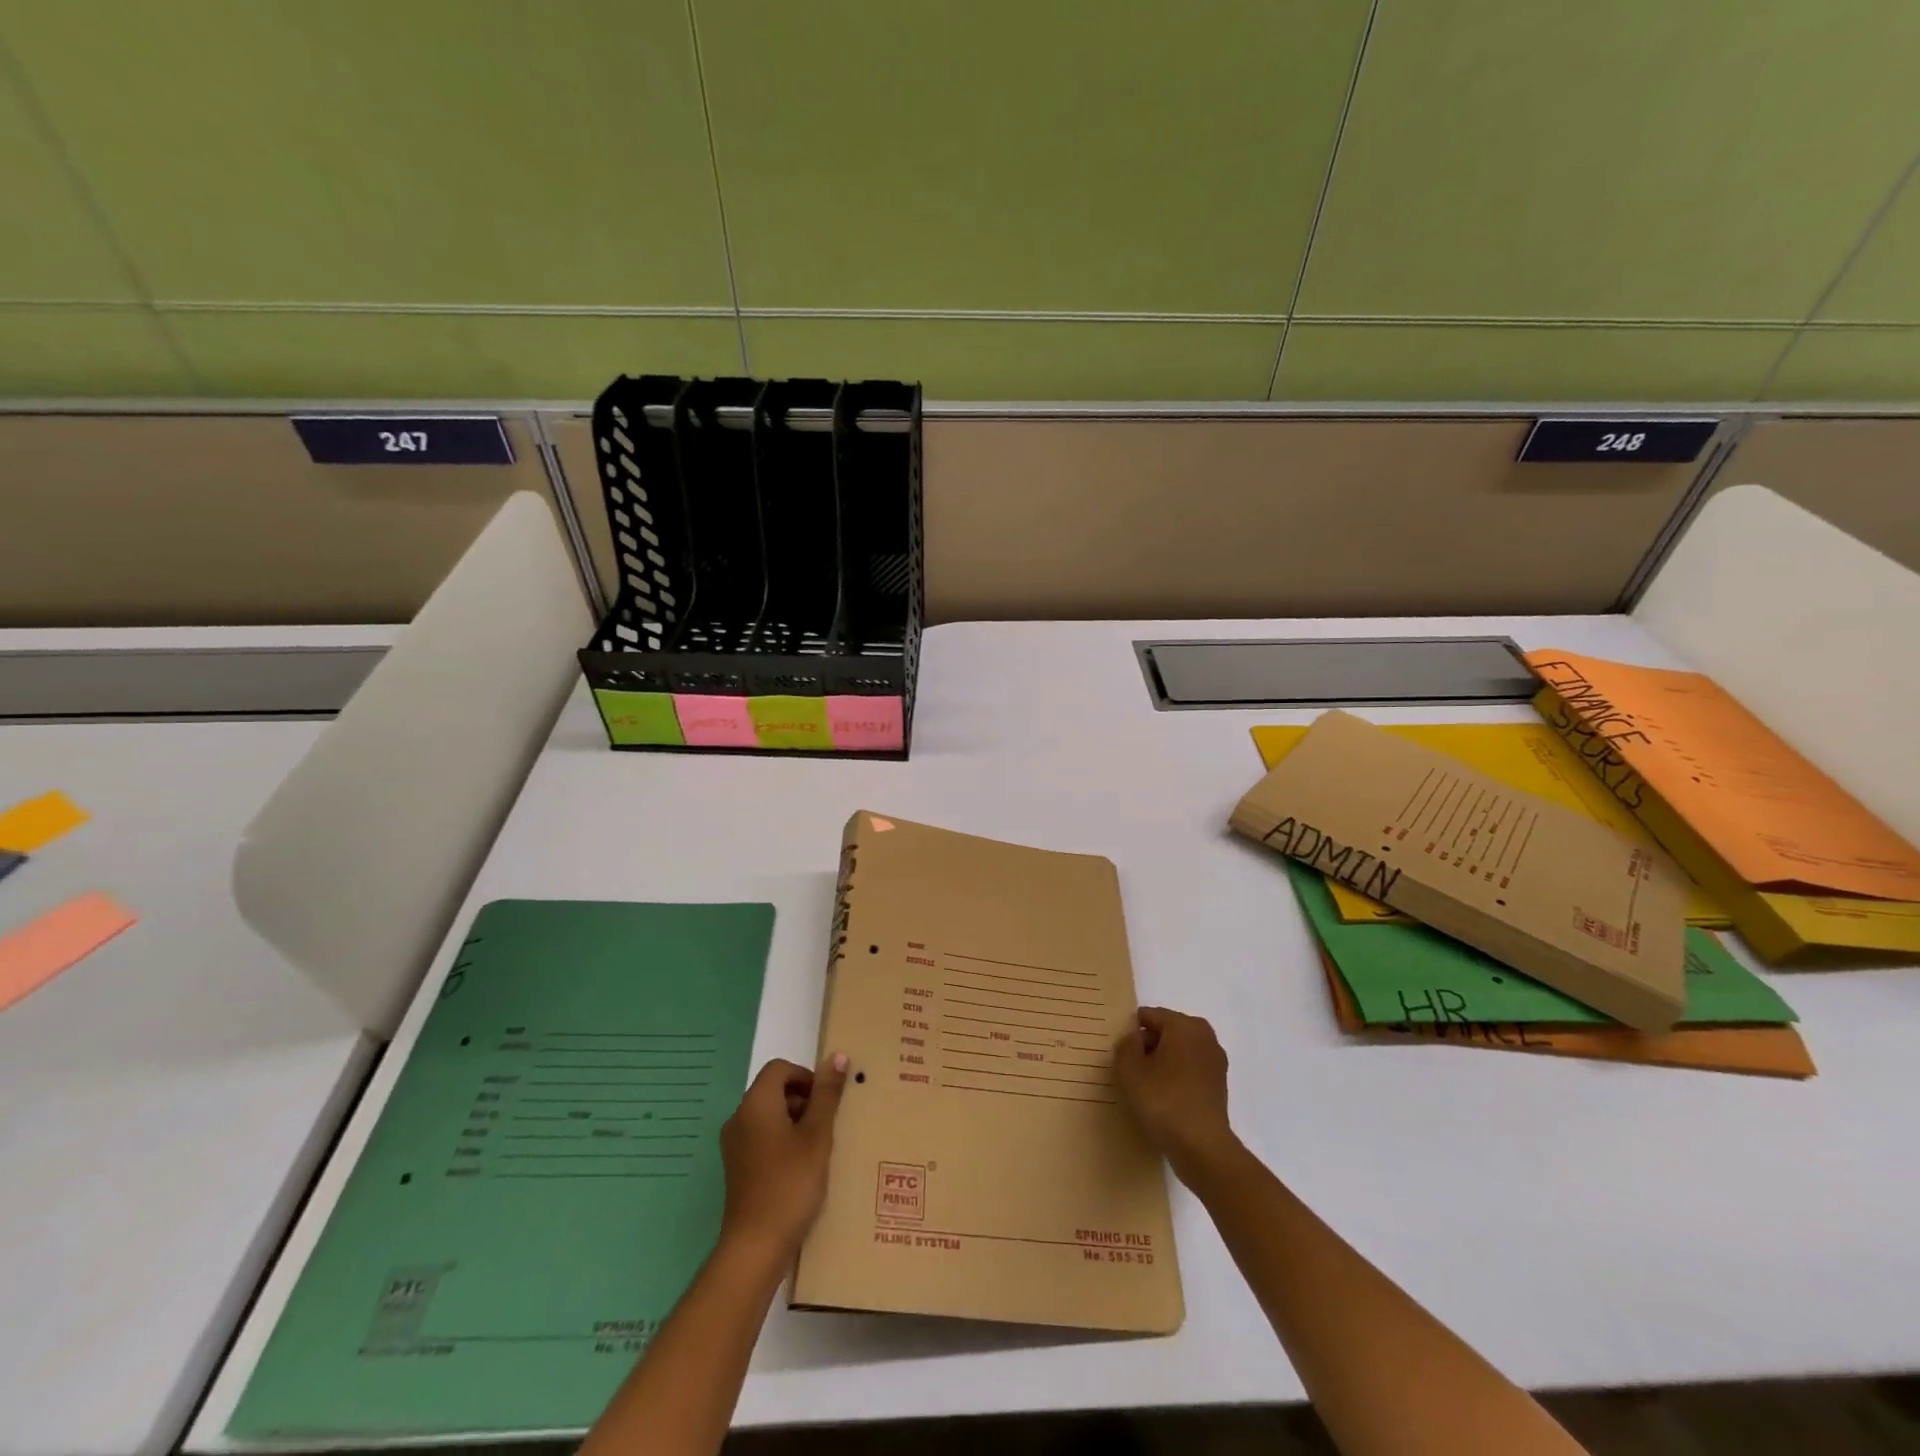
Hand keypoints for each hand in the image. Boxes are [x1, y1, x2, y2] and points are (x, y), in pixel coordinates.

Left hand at [718, 1053, 847, 1261]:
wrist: (755, 1247)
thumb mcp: (817, 1136)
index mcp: (755, 1104)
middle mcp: (739, 1118)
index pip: (780, 1068)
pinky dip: (782, 1141)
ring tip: (817, 1148)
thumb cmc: (790, 1184)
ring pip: (768, 1115)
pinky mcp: (736, 1168)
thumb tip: (838, 1056)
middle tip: (826, 1126)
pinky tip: (800, 1168)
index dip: (806, 1076)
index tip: (826, 1102)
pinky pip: (761, 1138)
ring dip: (794, 1122)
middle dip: (803, 1100)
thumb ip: (827, 1095)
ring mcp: (734, 1145)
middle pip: (773, 1090)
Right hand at [1114, 1007, 1239, 1183]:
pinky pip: (1188, 1072)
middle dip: (1146, 1046)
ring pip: (1178, 1053)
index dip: (1130, 1031)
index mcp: (1184, 1025)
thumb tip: (1133, 1038)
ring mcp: (1215, 1063)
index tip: (1117, 1051)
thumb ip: (1126, 1045)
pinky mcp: (1218, 1087)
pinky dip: (1175, 1080)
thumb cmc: (1164, 1101)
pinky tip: (1161, 1100)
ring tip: (1142, 1087)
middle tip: (1127, 1069)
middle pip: (1165, 1032)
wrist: (1202, 1149)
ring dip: (1161, 1064)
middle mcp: (1205, 1037)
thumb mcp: (1130, 1070)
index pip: (1149, 1016)